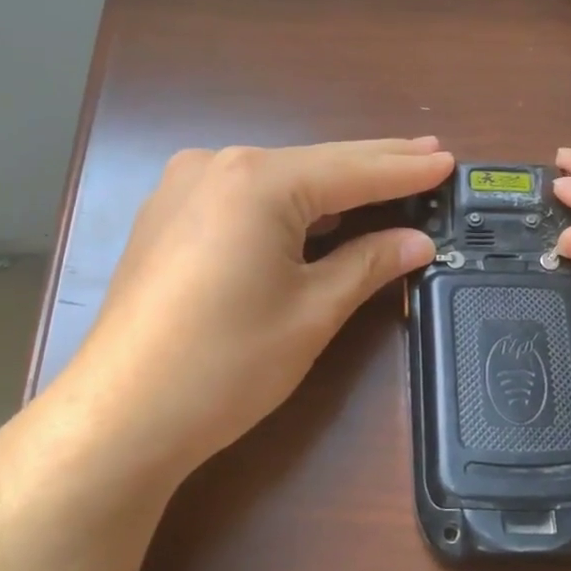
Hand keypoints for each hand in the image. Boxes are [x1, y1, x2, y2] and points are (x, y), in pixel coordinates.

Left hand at [43, 137, 450, 488]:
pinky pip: (245, 198)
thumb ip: (368, 264)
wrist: (121, 414)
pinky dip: (289, 205)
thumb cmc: (227, 363)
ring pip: (278, 180)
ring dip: (331, 187)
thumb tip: (416, 242)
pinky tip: (317, 212)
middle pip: (314, 165)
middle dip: (373, 166)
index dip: (405, 171)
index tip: (449, 163)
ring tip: (386, 179)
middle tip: (428, 156)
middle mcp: (216, 165)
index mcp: (257, 180)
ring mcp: (183, 188)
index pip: (351, 170)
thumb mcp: (312, 312)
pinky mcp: (168, 216)